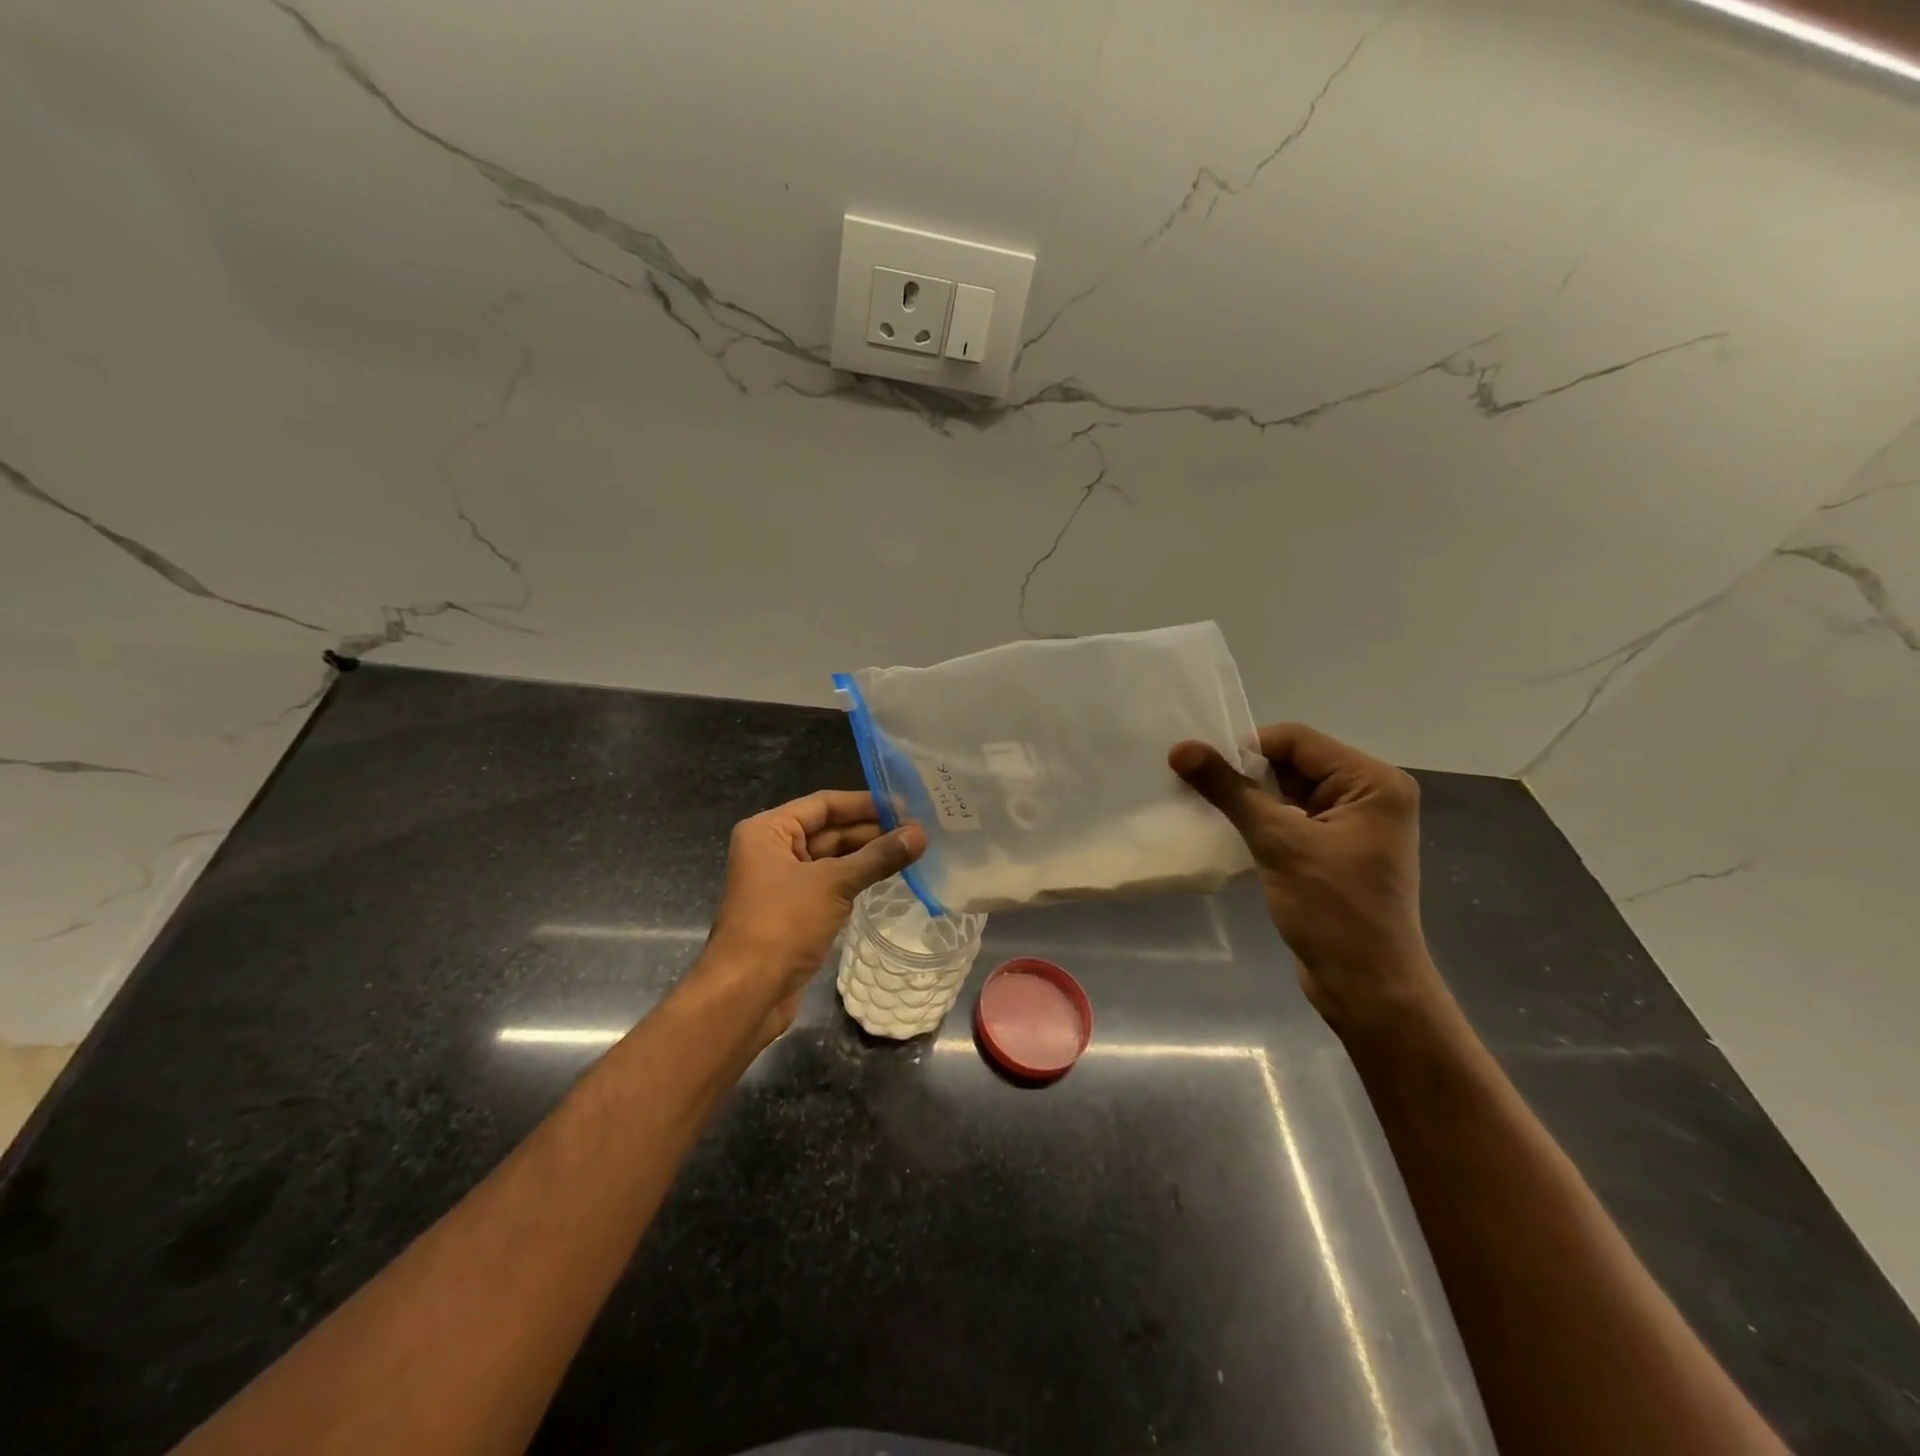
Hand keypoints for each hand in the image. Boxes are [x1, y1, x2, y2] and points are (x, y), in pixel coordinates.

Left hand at [701, 789, 925, 1036]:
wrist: (746, 993)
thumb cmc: (782, 925)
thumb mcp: (833, 884)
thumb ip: (878, 857)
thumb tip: (920, 834)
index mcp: (768, 831)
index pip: (823, 804)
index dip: (865, 803)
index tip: (905, 806)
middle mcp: (772, 850)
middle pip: (828, 830)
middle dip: (870, 830)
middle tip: (916, 831)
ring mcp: (782, 882)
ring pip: (831, 858)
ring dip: (866, 856)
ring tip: (910, 851)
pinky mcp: (793, 911)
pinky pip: (829, 884)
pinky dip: (856, 879)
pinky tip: (887, 878)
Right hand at [1170, 723, 1447, 1035]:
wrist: (1367, 987)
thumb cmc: (1333, 910)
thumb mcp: (1278, 842)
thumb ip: (1229, 790)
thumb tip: (1180, 748)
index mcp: (1372, 782)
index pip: (1297, 740)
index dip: (1246, 748)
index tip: (1201, 768)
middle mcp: (1368, 795)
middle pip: (1292, 764)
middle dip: (1244, 775)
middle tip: (1194, 787)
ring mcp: (1351, 825)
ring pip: (1286, 793)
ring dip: (1246, 800)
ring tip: (1202, 808)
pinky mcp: (1332, 851)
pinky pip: (1289, 820)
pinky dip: (1257, 822)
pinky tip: (1225, 832)